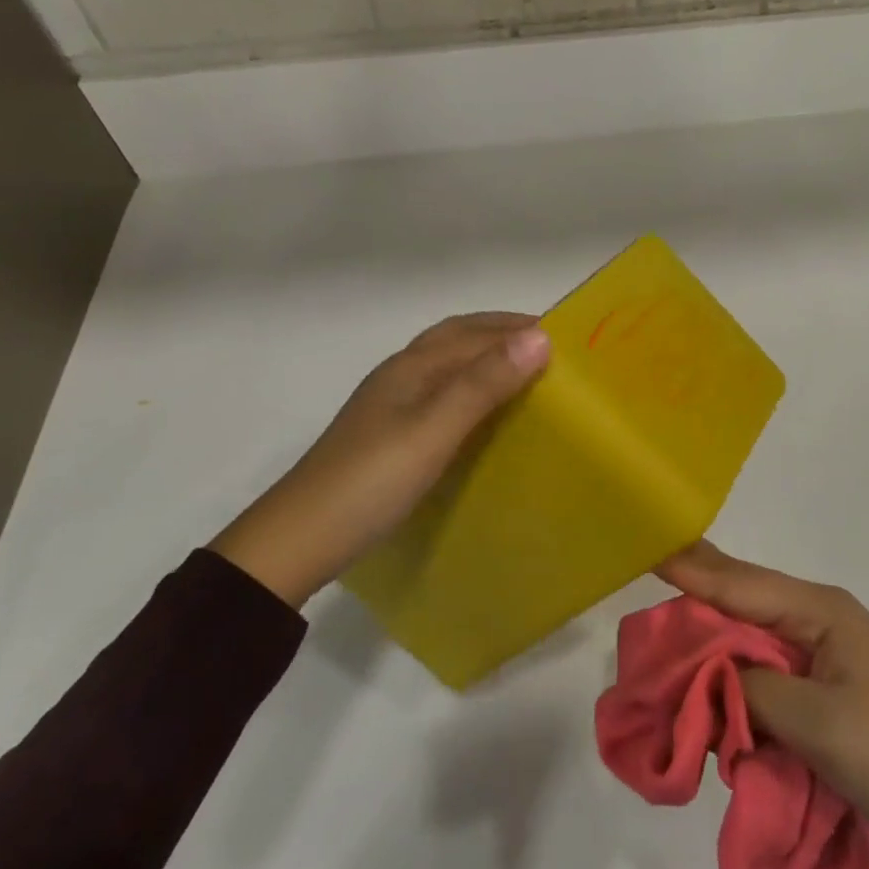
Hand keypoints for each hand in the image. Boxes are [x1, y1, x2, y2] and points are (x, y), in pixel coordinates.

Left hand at [211, 313, 549, 607]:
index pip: (476, 332)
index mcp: (413, 365)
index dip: (519, 328)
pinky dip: (471, 389)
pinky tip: (483, 415)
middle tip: (551, 350)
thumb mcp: (434, 430)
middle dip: (503, 334)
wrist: (300, 540)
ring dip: (486, 359)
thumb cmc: (372, 480)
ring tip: (527, 377)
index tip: (568, 337)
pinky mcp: (389, 434)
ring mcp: (391, 405)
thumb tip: (540, 337)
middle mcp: (401, 374)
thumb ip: (484, 384)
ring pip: (448, 366)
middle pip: (458, 338)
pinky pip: (441, 394)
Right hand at [657, 541, 868, 855]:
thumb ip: (752, 689)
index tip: (652, 549)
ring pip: (751, 621)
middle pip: (745, 592)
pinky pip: (763, 653)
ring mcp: (820, 642)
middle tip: (651, 561)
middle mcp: (817, 612)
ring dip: (713, 622)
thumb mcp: (813, 721)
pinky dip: (733, 654)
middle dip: (699, 583)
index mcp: (819, 609)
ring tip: (670, 602)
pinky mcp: (819, 673)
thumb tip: (713, 676)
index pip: (743, 584)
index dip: (695, 570)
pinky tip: (707, 651)